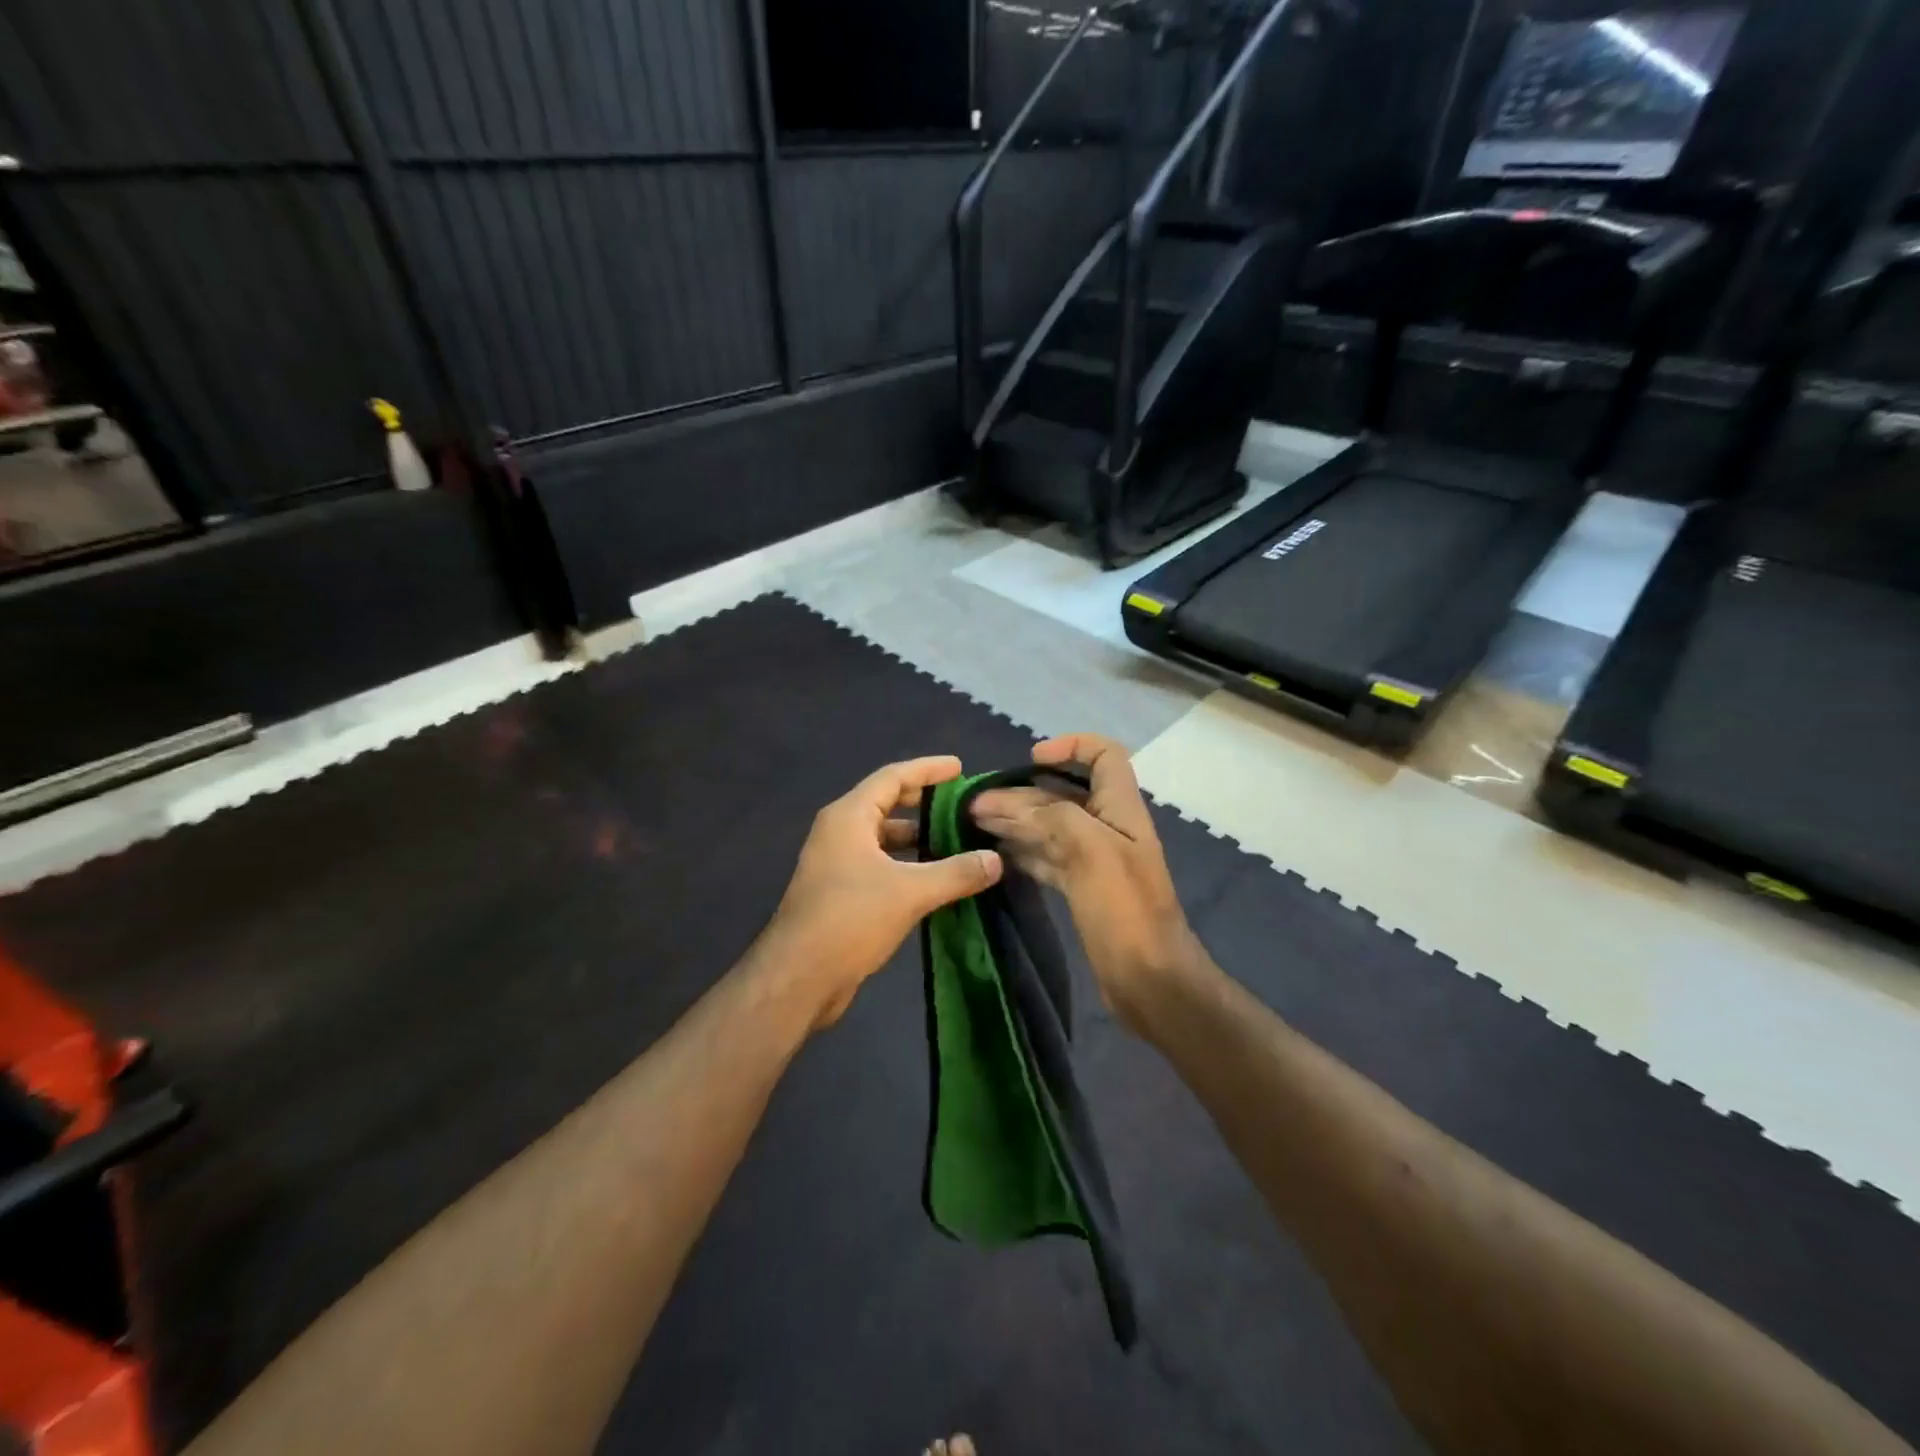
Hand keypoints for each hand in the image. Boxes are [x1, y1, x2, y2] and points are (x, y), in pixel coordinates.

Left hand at [761, 756, 1002, 1029]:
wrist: (798, 978)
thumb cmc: (850, 919)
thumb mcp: (910, 892)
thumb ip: (956, 872)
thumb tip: (996, 860)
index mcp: (849, 817)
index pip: (893, 776)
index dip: (927, 769)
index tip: (959, 767)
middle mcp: (839, 832)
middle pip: (886, 803)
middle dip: (924, 801)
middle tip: (961, 804)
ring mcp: (837, 863)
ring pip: (883, 837)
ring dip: (917, 837)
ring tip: (956, 841)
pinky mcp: (840, 892)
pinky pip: (880, 864)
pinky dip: (907, 864)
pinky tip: (934, 879)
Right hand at [970, 735, 1199, 1031]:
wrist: (1149, 979)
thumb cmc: (1124, 908)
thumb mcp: (1090, 849)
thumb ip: (1051, 815)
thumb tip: (1006, 802)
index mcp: (1120, 807)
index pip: (1104, 754)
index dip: (1071, 746)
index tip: (1031, 760)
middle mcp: (1107, 827)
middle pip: (1062, 794)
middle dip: (1020, 793)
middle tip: (975, 804)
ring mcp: (1094, 860)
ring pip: (1049, 828)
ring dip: (1014, 821)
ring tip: (972, 823)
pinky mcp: (1082, 889)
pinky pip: (1046, 858)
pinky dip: (1021, 851)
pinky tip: (994, 853)